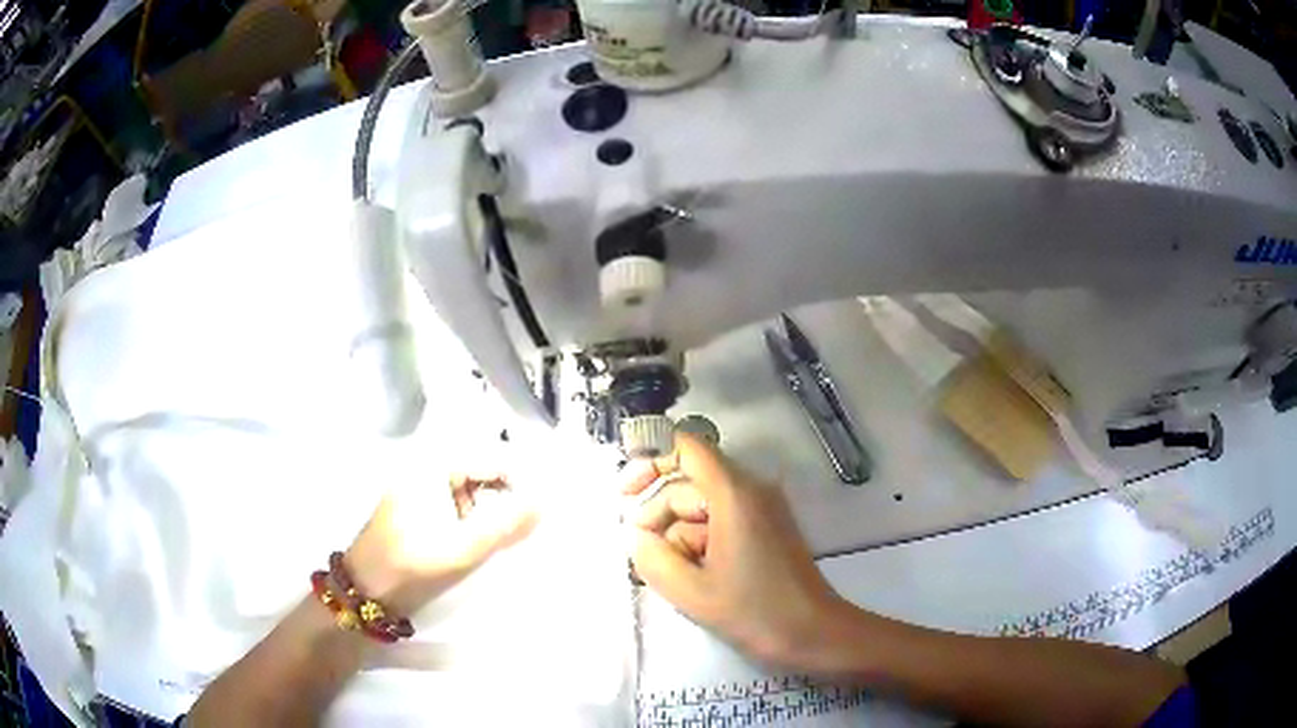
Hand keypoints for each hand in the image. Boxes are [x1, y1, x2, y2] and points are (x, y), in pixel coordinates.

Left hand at [346, 474, 536, 615]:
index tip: (547, 507)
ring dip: (494, 509)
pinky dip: (476, 519)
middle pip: (483, 471)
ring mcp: (419, 489)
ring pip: (472, 490)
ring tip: (514, 535)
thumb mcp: (464, 548)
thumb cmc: (412, 567)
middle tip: (535, 524)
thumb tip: (546, 500)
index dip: (523, 480)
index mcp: (432, 465)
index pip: (492, 458)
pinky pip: (457, 505)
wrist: (365, 594)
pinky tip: (487, 541)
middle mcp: (425, 467)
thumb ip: (507, 523)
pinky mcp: (417, 510)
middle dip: (511, 494)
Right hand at [624, 433, 842, 667]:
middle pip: (688, 484)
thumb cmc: (755, 612)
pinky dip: (699, 543)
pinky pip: (720, 523)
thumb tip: (637, 535)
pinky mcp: (765, 529)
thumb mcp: (690, 590)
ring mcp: (760, 510)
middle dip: (658, 515)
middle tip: (643, 555)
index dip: (650, 459)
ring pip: (701, 508)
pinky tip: (695, 577)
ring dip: (678, 537)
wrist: (814, 633)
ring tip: (675, 578)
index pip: (686, 446)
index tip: (624, 493)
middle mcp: (750, 491)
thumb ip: (651, 557)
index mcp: (734, 494)